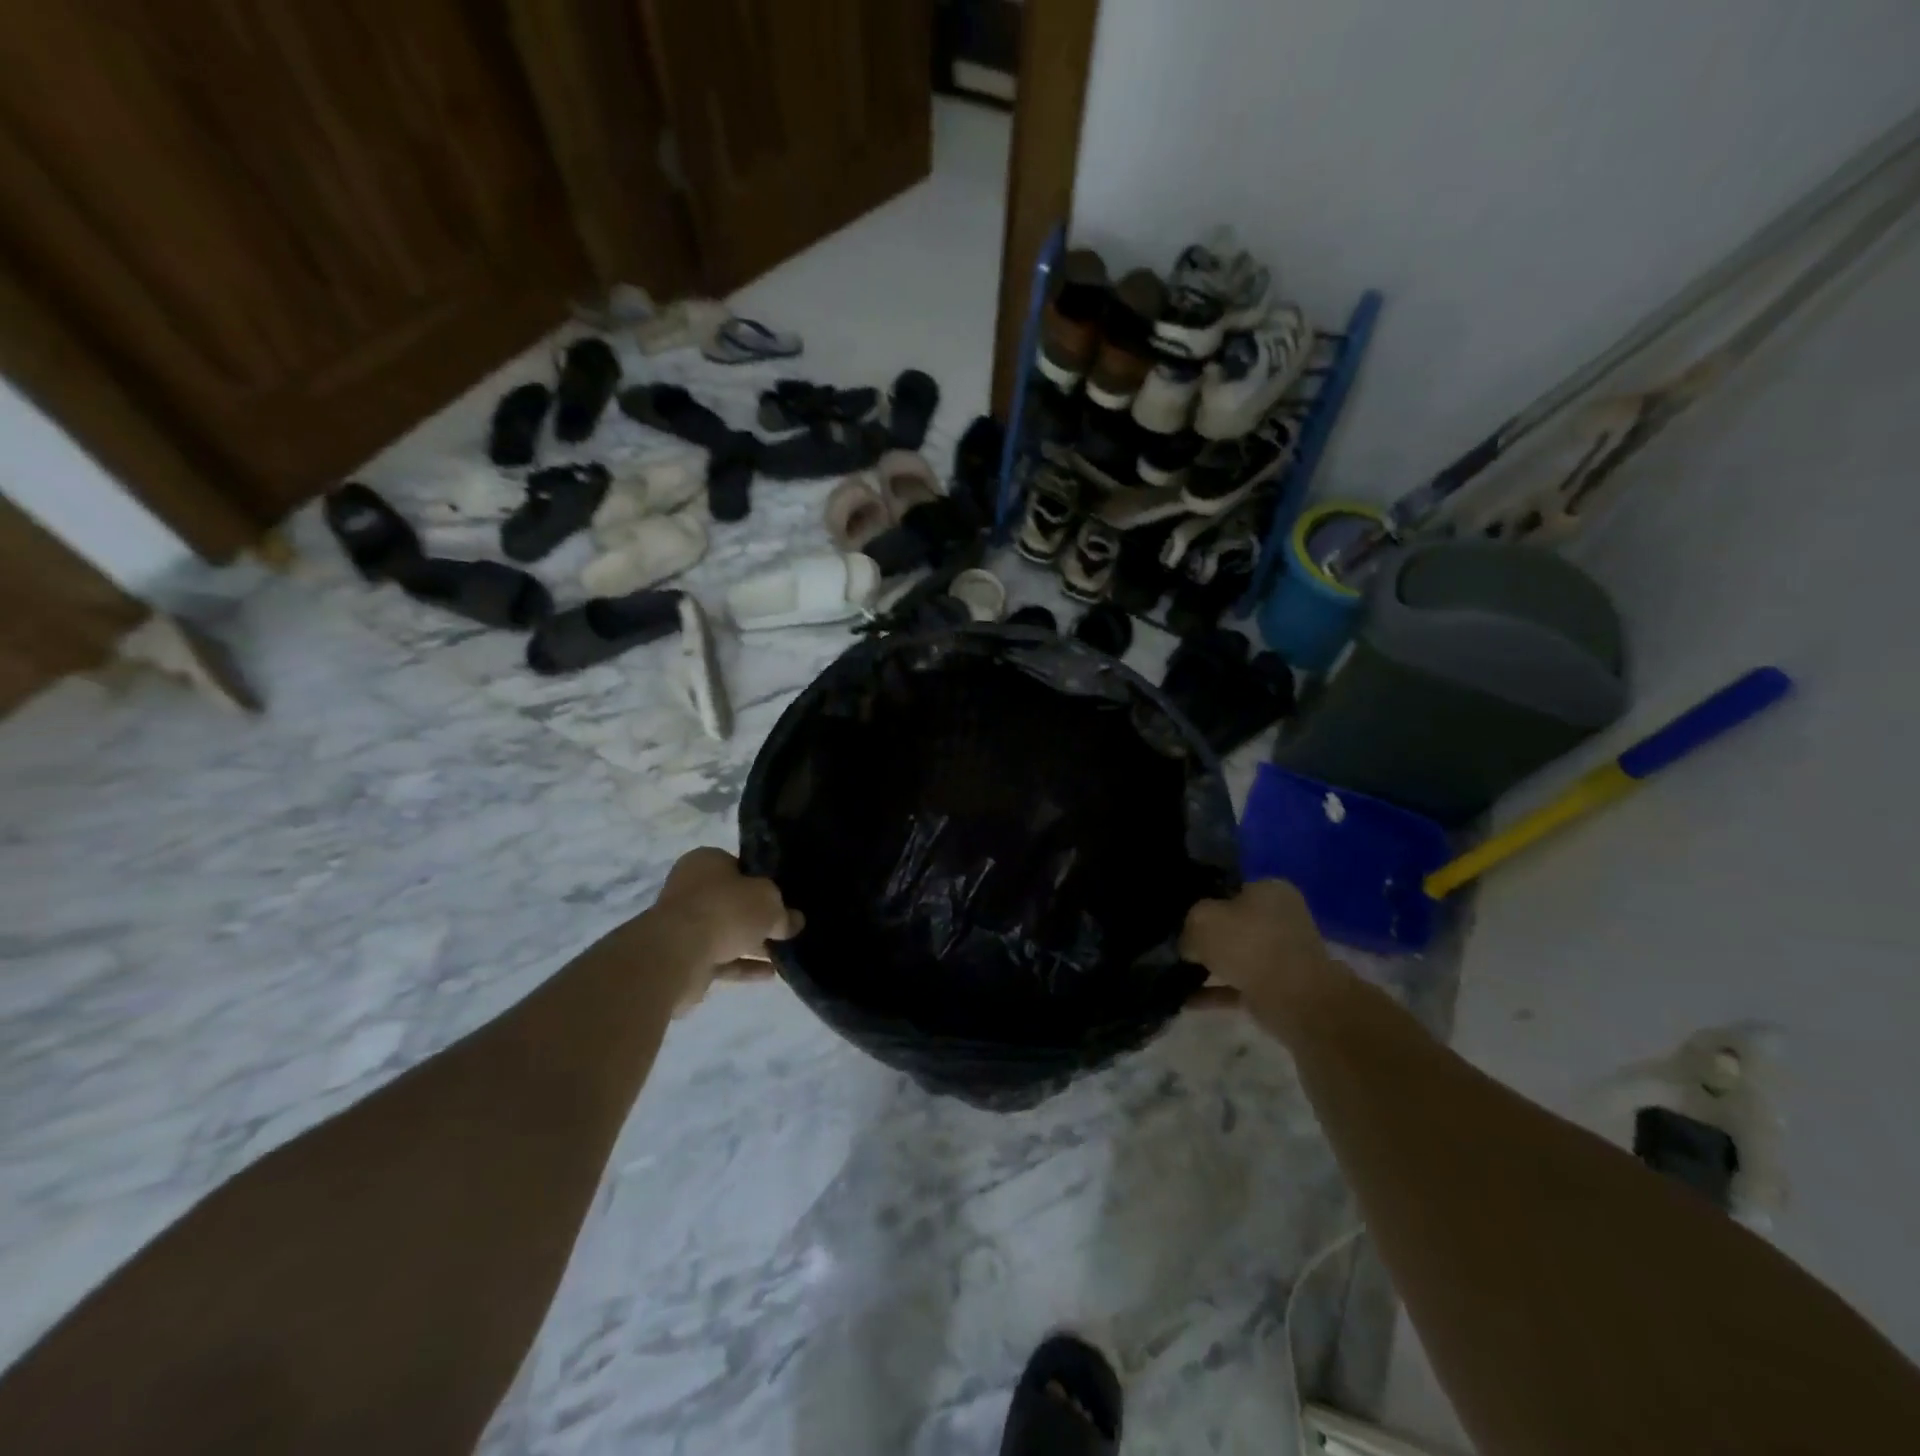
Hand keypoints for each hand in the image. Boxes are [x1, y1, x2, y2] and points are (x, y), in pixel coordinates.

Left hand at [652, 849, 802, 1008]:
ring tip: (785, 953)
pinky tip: (770, 973)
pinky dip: (744, 965)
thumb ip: (783, 912)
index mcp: (706, 862)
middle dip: (759, 917)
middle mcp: (692, 889)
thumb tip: (795, 922)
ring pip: (727, 932)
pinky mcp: (685, 958)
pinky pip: (722, 959)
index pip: (739, 867)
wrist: (677, 955)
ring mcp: (685, 926)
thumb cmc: (724, 910)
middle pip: (733, 902)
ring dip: (753, 944)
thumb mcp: (768, 902)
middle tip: (788, 927)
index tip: (784, 896)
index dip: (763, 880)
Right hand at [1181, 880, 1333, 1016]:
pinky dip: (1214, 992)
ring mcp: (1280, 955)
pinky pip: (1237, 986)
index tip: (1178, 915)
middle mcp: (1279, 918)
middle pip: (1231, 924)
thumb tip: (1187, 943)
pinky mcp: (1277, 988)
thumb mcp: (1202, 920)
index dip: (1201, 900)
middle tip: (1175, 944)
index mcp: (1269, 890)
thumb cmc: (1249, 944)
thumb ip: (1188, 926)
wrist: (1294, 999)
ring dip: (1209, 965)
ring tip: (1175, 972)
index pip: (1228, 888)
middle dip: (1205, 936)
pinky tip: (1185, 999)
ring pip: (1234, 956)